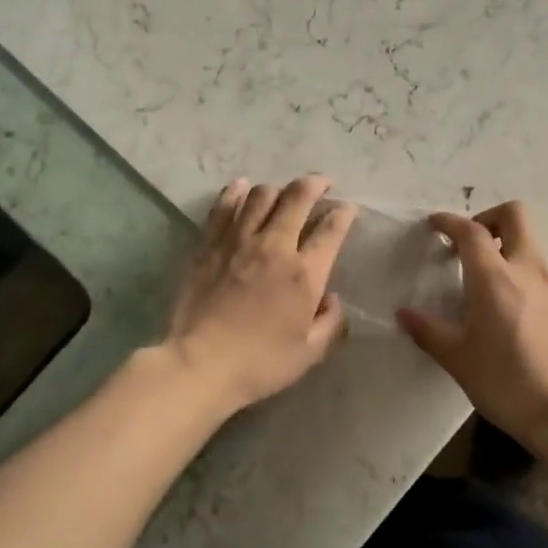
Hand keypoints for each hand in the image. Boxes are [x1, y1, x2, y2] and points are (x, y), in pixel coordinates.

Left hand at [164, 175, 357, 412]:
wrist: (199, 364)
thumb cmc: (259, 364)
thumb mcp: (309, 354)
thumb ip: (331, 324)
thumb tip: (333, 299)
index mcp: (304, 273)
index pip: (331, 230)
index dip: (343, 214)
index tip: (347, 209)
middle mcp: (274, 246)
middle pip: (297, 197)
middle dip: (315, 184)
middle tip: (321, 183)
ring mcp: (237, 240)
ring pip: (261, 195)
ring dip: (277, 189)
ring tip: (282, 193)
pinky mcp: (208, 243)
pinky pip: (223, 206)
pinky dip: (235, 192)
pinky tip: (240, 186)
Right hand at [398, 202, 547, 456]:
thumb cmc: (506, 384)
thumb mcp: (458, 360)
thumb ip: (429, 331)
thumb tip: (405, 314)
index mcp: (494, 278)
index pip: (471, 231)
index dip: (450, 221)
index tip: (435, 224)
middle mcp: (529, 272)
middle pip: (516, 216)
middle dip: (490, 217)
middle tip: (471, 243)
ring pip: (533, 248)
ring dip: (509, 251)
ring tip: (488, 286)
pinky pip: (546, 279)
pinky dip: (526, 281)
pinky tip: (516, 318)